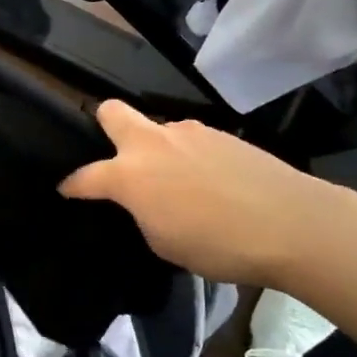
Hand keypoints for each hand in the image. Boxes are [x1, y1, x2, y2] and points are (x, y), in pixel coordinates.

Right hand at [60, 100, 356, 286]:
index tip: (66, 189)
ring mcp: (188, 132)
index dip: (71, 185)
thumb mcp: (163, 243)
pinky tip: (212, 183)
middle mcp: (152, 143)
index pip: (85, 176)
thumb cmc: (218, 244)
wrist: (291, 223)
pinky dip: (190, 157)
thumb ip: (142, 213)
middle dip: (104, 124)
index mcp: (129, 174)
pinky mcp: (220, 133)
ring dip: (157, 149)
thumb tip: (145, 200)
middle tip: (115, 153)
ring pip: (158, 129)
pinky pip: (191, 141)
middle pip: (111, 111)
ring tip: (180, 183)